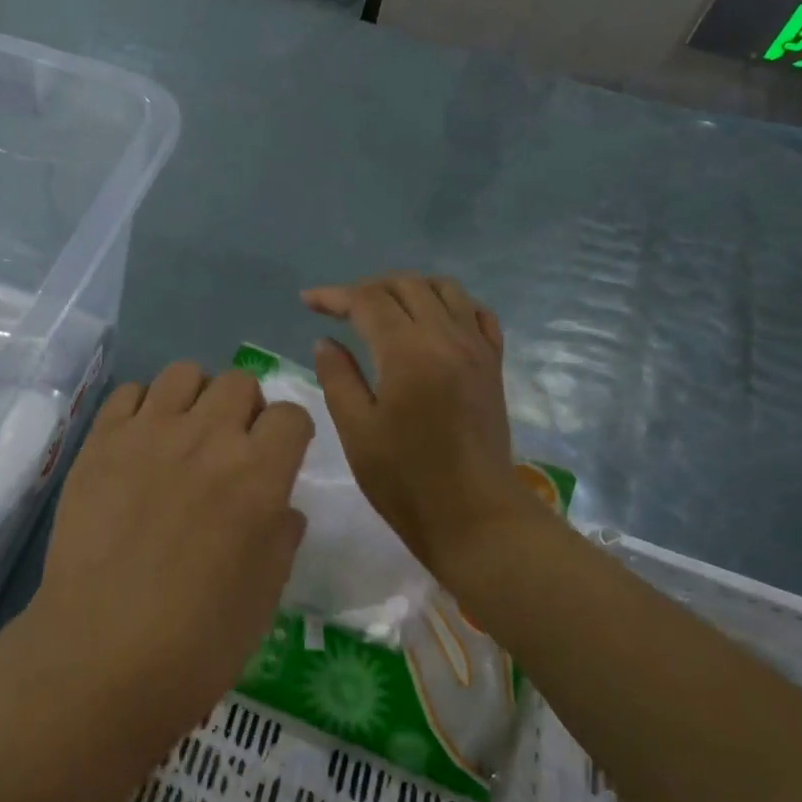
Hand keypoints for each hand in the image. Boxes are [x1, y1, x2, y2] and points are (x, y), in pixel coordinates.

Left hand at [28, 363, 313, 739]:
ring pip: (184, 373)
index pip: (291, 415)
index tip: (279, 456)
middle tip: (229, 447)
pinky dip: (141, 407)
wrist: (102, 654)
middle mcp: (208, 437)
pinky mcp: (101, 440)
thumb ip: (281, 535)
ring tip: (183, 435)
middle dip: (244, 408)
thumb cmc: (198, 640)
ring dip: (194, 397)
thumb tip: (280, 506)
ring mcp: (149, 432)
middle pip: (239, 382)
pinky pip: (129, 392)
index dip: (290, 434)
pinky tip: (138, 442)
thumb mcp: (266, 594)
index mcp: (258, 473)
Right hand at [303, 273, 553, 584]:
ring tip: (383, 309)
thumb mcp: (356, 430)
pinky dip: (450, 304)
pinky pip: (476, 313)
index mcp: (409, 352)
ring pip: (444, 289)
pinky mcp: (493, 364)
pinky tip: (432, 321)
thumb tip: (326, 341)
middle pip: (406, 285)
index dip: (334, 296)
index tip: (308, 300)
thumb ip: (338, 377)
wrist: (475, 516)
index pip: (368, 301)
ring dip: (408, 289)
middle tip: (340, 309)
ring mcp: (477, 348)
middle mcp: (447, 337)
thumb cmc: (406, 480)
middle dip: (368, 288)